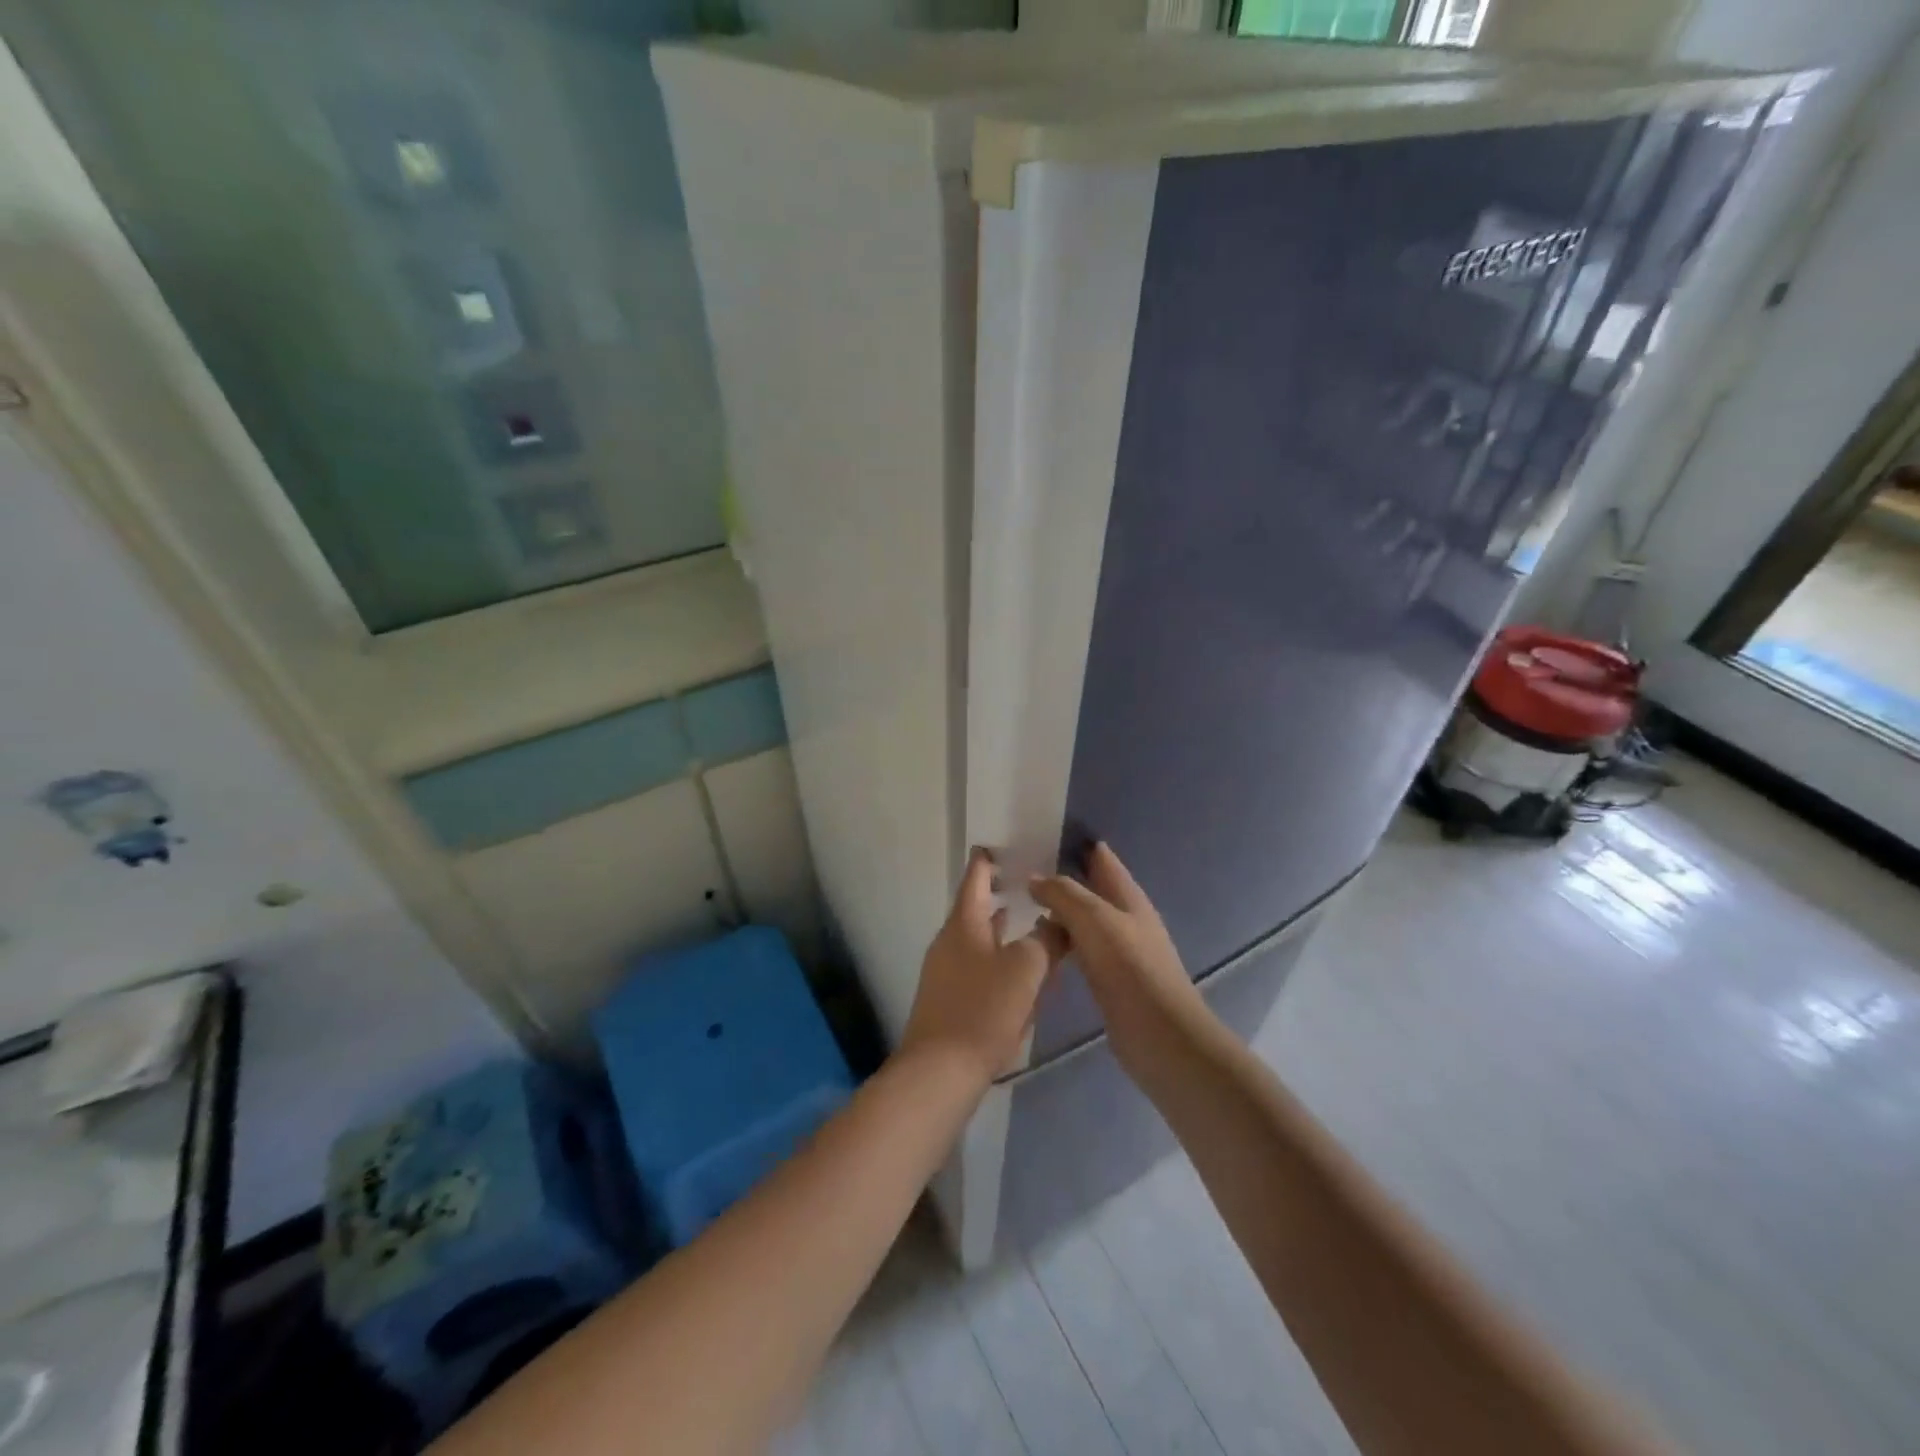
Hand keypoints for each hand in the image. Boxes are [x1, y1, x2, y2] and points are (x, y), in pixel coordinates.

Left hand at [899, 849, 1067, 1084]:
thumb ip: (1047, 939)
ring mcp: (946, 972)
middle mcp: (950, 941)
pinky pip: (979, 968)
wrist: (940, 1071)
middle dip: (1002, 896)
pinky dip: (1000, 960)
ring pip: (980, 940)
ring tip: (1030, 924)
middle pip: (977, 909)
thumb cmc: (984, 1009)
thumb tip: (1058, 922)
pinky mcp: (950, 1000)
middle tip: (1030, 886)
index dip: (988, 859)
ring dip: (1004, 931)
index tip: (1004, 845)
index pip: (976, 877)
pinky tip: (1021, 976)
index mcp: (963, 924)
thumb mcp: (1026, 968)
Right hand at [1029, 842, 1198, 1035]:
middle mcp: (1125, 917)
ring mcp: (1119, 949)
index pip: (1101, 857)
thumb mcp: (1094, 919)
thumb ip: (1064, 894)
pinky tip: (1040, 943)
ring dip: (1059, 909)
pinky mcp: (1110, 978)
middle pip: (1091, 887)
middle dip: (1061, 876)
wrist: (1159, 1034)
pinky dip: (1062, 939)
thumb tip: (1034, 877)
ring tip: (1021, 901)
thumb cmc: (1130, 968)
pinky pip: (1081, 947)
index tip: (1038, 836)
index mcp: (1128, 896)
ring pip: (1083, 918)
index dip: (1074, 844)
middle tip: (1019, 870)